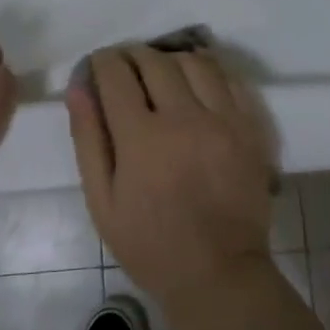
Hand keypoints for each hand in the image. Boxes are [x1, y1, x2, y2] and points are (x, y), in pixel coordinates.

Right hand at [66, 45, 275, 306]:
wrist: (218, 274)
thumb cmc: (150, 244)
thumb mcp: (102, 201)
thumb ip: (88, 139)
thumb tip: (79, 87)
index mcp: (142, 138)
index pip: (116, 74)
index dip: (102, 62)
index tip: (98, 67)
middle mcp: (185, 118)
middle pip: (155, 60)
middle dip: (132, 56)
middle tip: (125, 69)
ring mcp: (224, 120)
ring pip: (195, 62)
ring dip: (171, 59)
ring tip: (162, 74)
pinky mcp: (251, 128)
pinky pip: (229, 80)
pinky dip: (208, 72)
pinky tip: (196, 85)